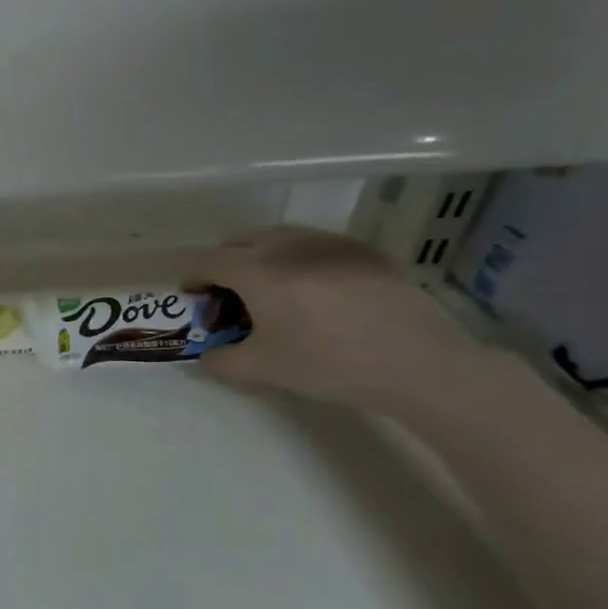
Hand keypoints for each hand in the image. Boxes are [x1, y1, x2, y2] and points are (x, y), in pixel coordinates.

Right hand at [178, 226, 489, 414]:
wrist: (417, 362)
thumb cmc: (328, 363)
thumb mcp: (263, 370)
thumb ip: (221, 362)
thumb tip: (207, 357)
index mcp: (255, 269)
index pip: (205, 259)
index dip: (190, 275)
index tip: (191, 295)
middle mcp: (286, 244)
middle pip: (238, 241)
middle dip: (224, 264)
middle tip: (230, 297)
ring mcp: (327, 242)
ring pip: (277, 238)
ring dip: (260, 258)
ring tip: (273, 292)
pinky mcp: (362, 250)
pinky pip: (314, 245)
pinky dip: (298, 261)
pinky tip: (317, 294)